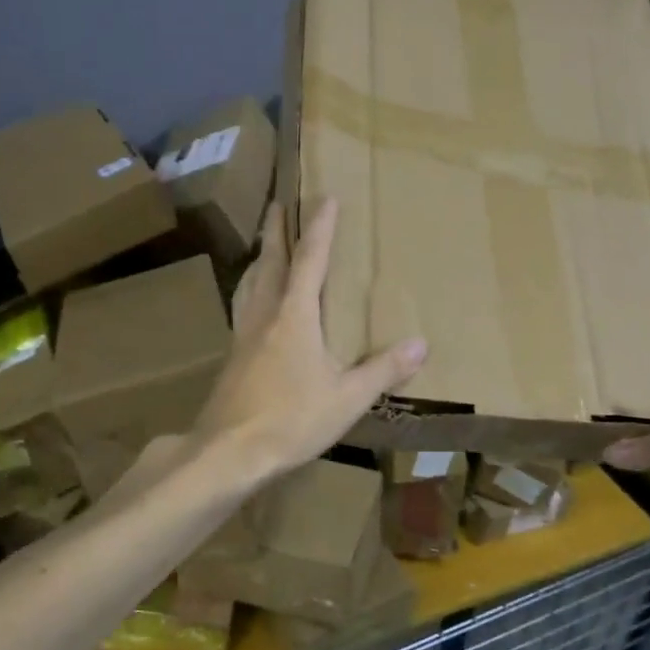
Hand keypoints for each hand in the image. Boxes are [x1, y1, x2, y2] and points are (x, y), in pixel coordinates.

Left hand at [193, 198, 426, 481]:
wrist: (228, 451)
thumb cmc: (291, 420)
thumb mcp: (347, 398)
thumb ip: (383, 370)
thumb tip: (421, 344)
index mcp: (295, 316)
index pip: (310, 260)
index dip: (320, 228)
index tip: (326, 198)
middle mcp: (266, 314)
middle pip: (271, 261)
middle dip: (277, 230)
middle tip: (278, 203)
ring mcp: (243, 334)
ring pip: (251, 282)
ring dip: (260, 257)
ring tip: (264, 245)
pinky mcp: (232, 356)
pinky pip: (243, 307)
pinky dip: (250, 289)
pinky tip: (252, 303)